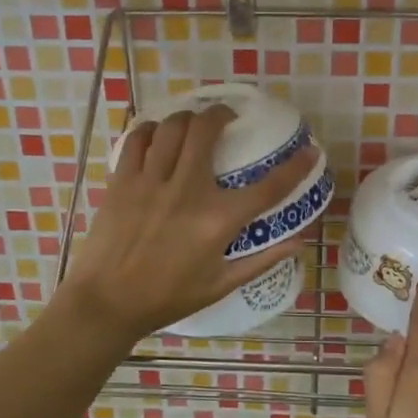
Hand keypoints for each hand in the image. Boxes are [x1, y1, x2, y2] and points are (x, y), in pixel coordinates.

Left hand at [60, 104, 319, 341]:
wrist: (107, 303)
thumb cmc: (167, 298)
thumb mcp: (220, 285)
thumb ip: (261, 260)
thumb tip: (299, 244)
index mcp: (217, 221)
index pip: (268, 188)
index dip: (295, 167)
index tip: (310, 151)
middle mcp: (187, 192)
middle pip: (206, 130)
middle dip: (221, 114)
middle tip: (226, 118)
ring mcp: (150, 183)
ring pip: (171, 127)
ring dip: (187, 118)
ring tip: (192, 124)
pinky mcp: (122, 182)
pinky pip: (137, 140)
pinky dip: (150, 130)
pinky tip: (157, 136)